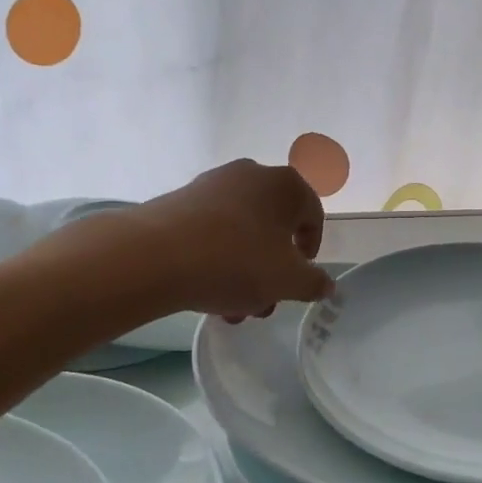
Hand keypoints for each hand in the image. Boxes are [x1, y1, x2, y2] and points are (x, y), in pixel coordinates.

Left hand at [133, 160, 331, 318]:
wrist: (155, 255)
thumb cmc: (236, 262)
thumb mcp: (287, 281)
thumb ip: (314, 283)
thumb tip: (326, 284)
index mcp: (286, 185)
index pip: (312, 217)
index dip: (310, 253)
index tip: (297, 281)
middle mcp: (252, 174)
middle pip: (273, 227)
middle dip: (271, 270)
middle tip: (262, 303)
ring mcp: (213, 184)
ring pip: (241, 233)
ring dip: (243, 270)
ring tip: (230, 308)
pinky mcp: (181, 199)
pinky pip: (211, 231)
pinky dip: (215, 258)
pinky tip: (205, 290)